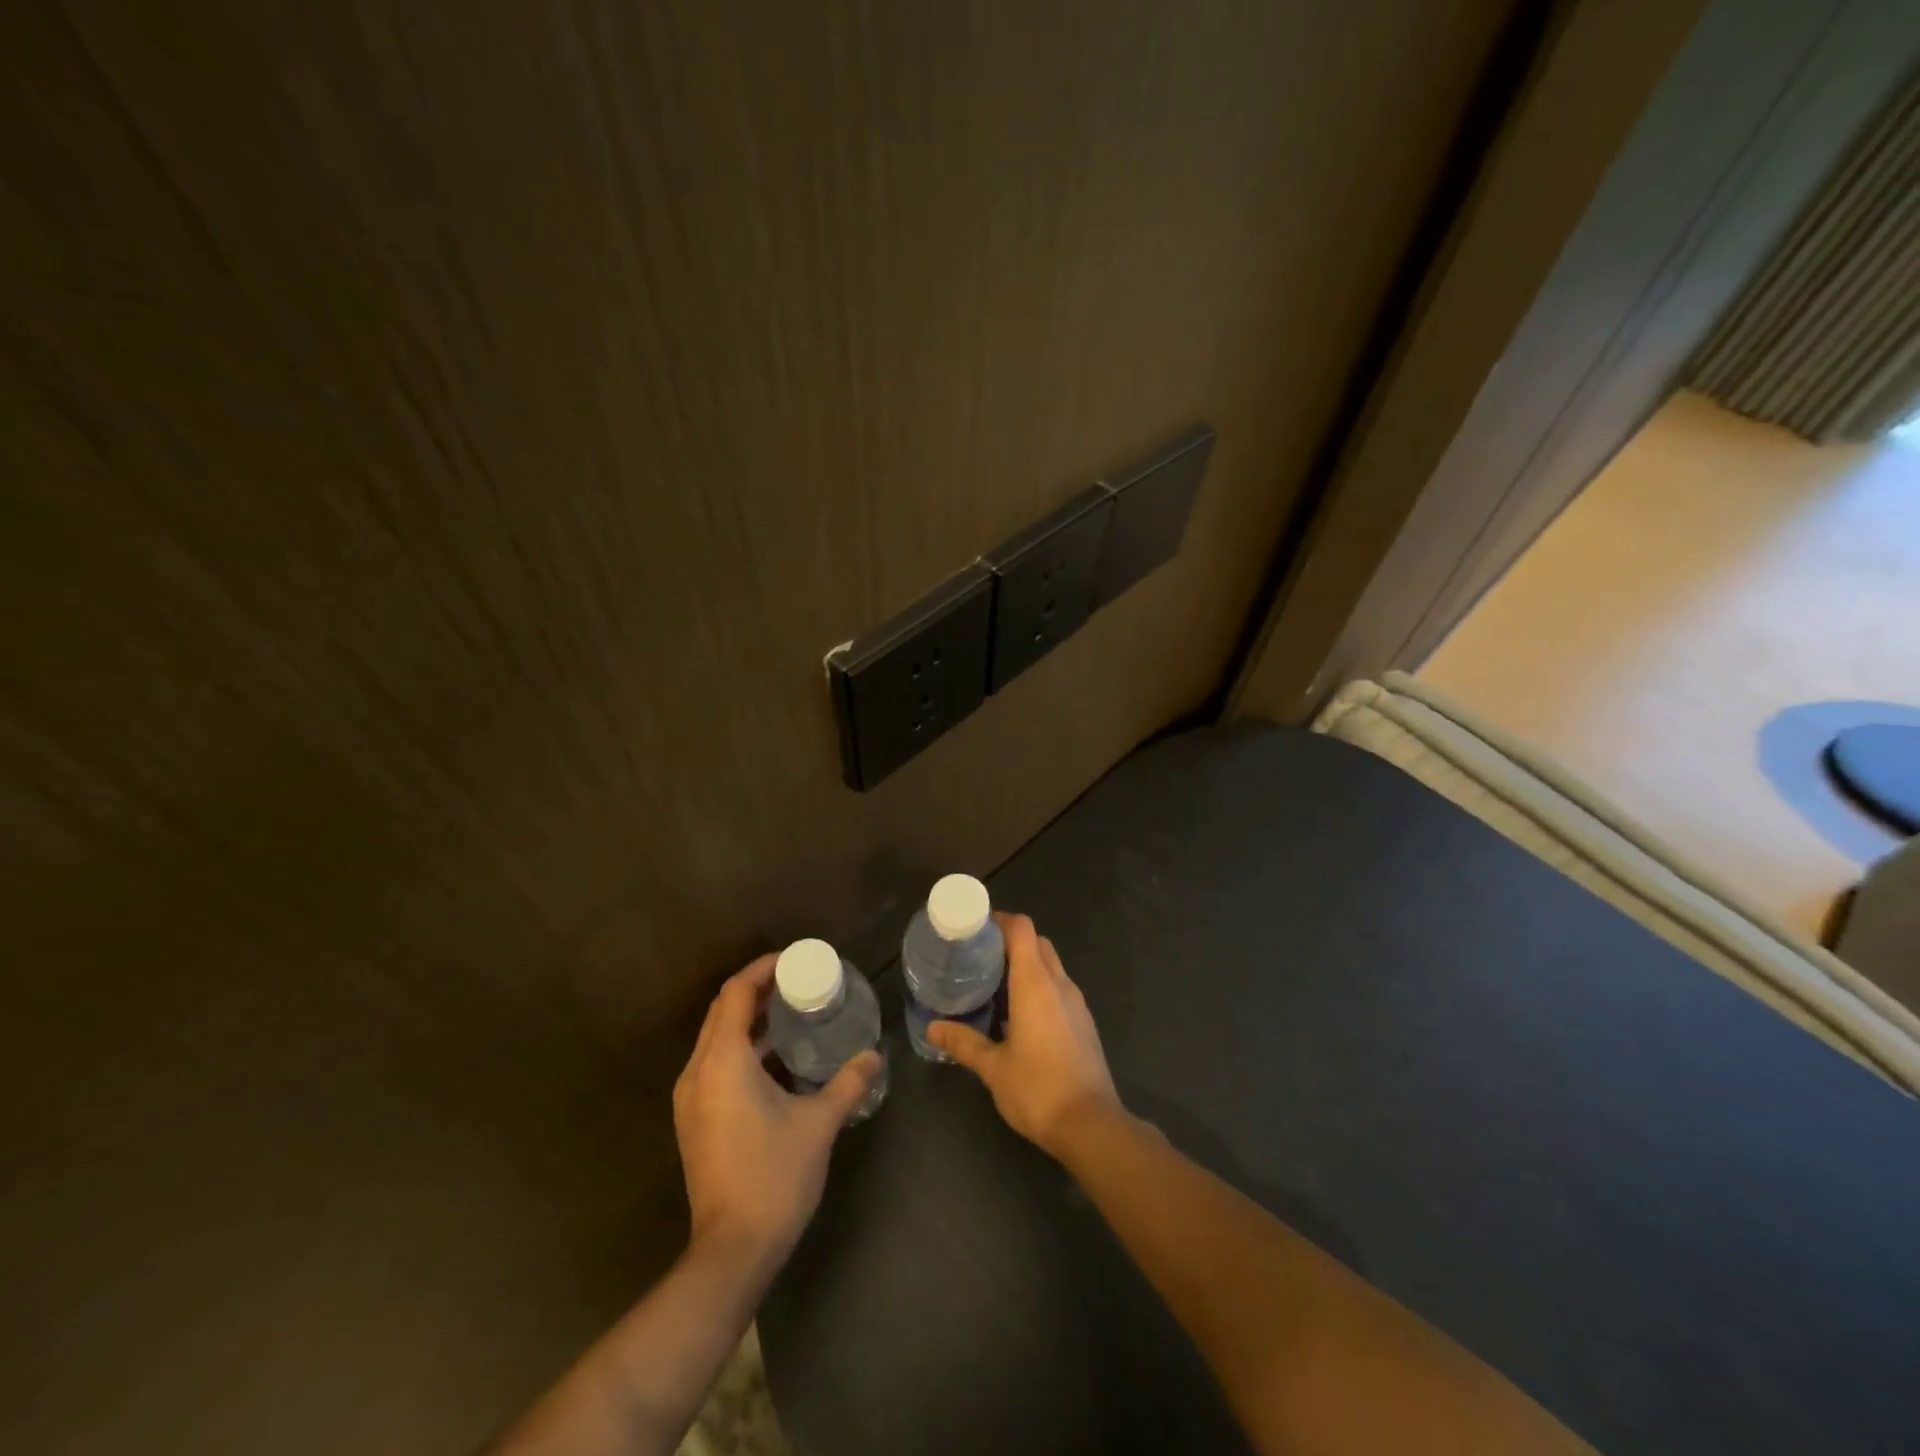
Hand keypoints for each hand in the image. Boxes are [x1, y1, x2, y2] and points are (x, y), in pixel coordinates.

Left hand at [673, 955, 881, 1264]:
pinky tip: (777, 1058)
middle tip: (799, 981)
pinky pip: (716, 1063)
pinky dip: (743, 1047)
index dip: (762, 969)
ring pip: (717, 1039)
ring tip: (792, 1011)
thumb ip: (848, 1083)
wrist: (731, 1251)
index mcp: (722, 1062)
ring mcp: (692, 1098)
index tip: (795, 960)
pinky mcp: (695, 1120)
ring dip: (750, 1020)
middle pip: (723, 1011)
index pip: (735, 993)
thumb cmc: (773, 1176)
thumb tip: (874, 1056)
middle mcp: (698, 1072)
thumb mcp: (818, 1124)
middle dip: (758, 990)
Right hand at [927, 913, 1120, 1157]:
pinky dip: (1039, 986)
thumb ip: (963, 1043)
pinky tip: (1018, 1014)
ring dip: (1026, 964)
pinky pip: (1059, 988)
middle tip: (979, 956)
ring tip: (994, 983)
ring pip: (1051, 965)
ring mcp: (1076, 1003)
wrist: (1091, 1125)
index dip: (1000, 920)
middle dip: (1010, 941)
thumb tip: (932, 1028)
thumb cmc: (1038, 1089)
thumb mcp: (993, 1067)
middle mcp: (1059, 984)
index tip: (975, 928)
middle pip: (1037, 942)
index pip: (1022, 929)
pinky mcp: (1084, 1022)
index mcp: (1035, 984)